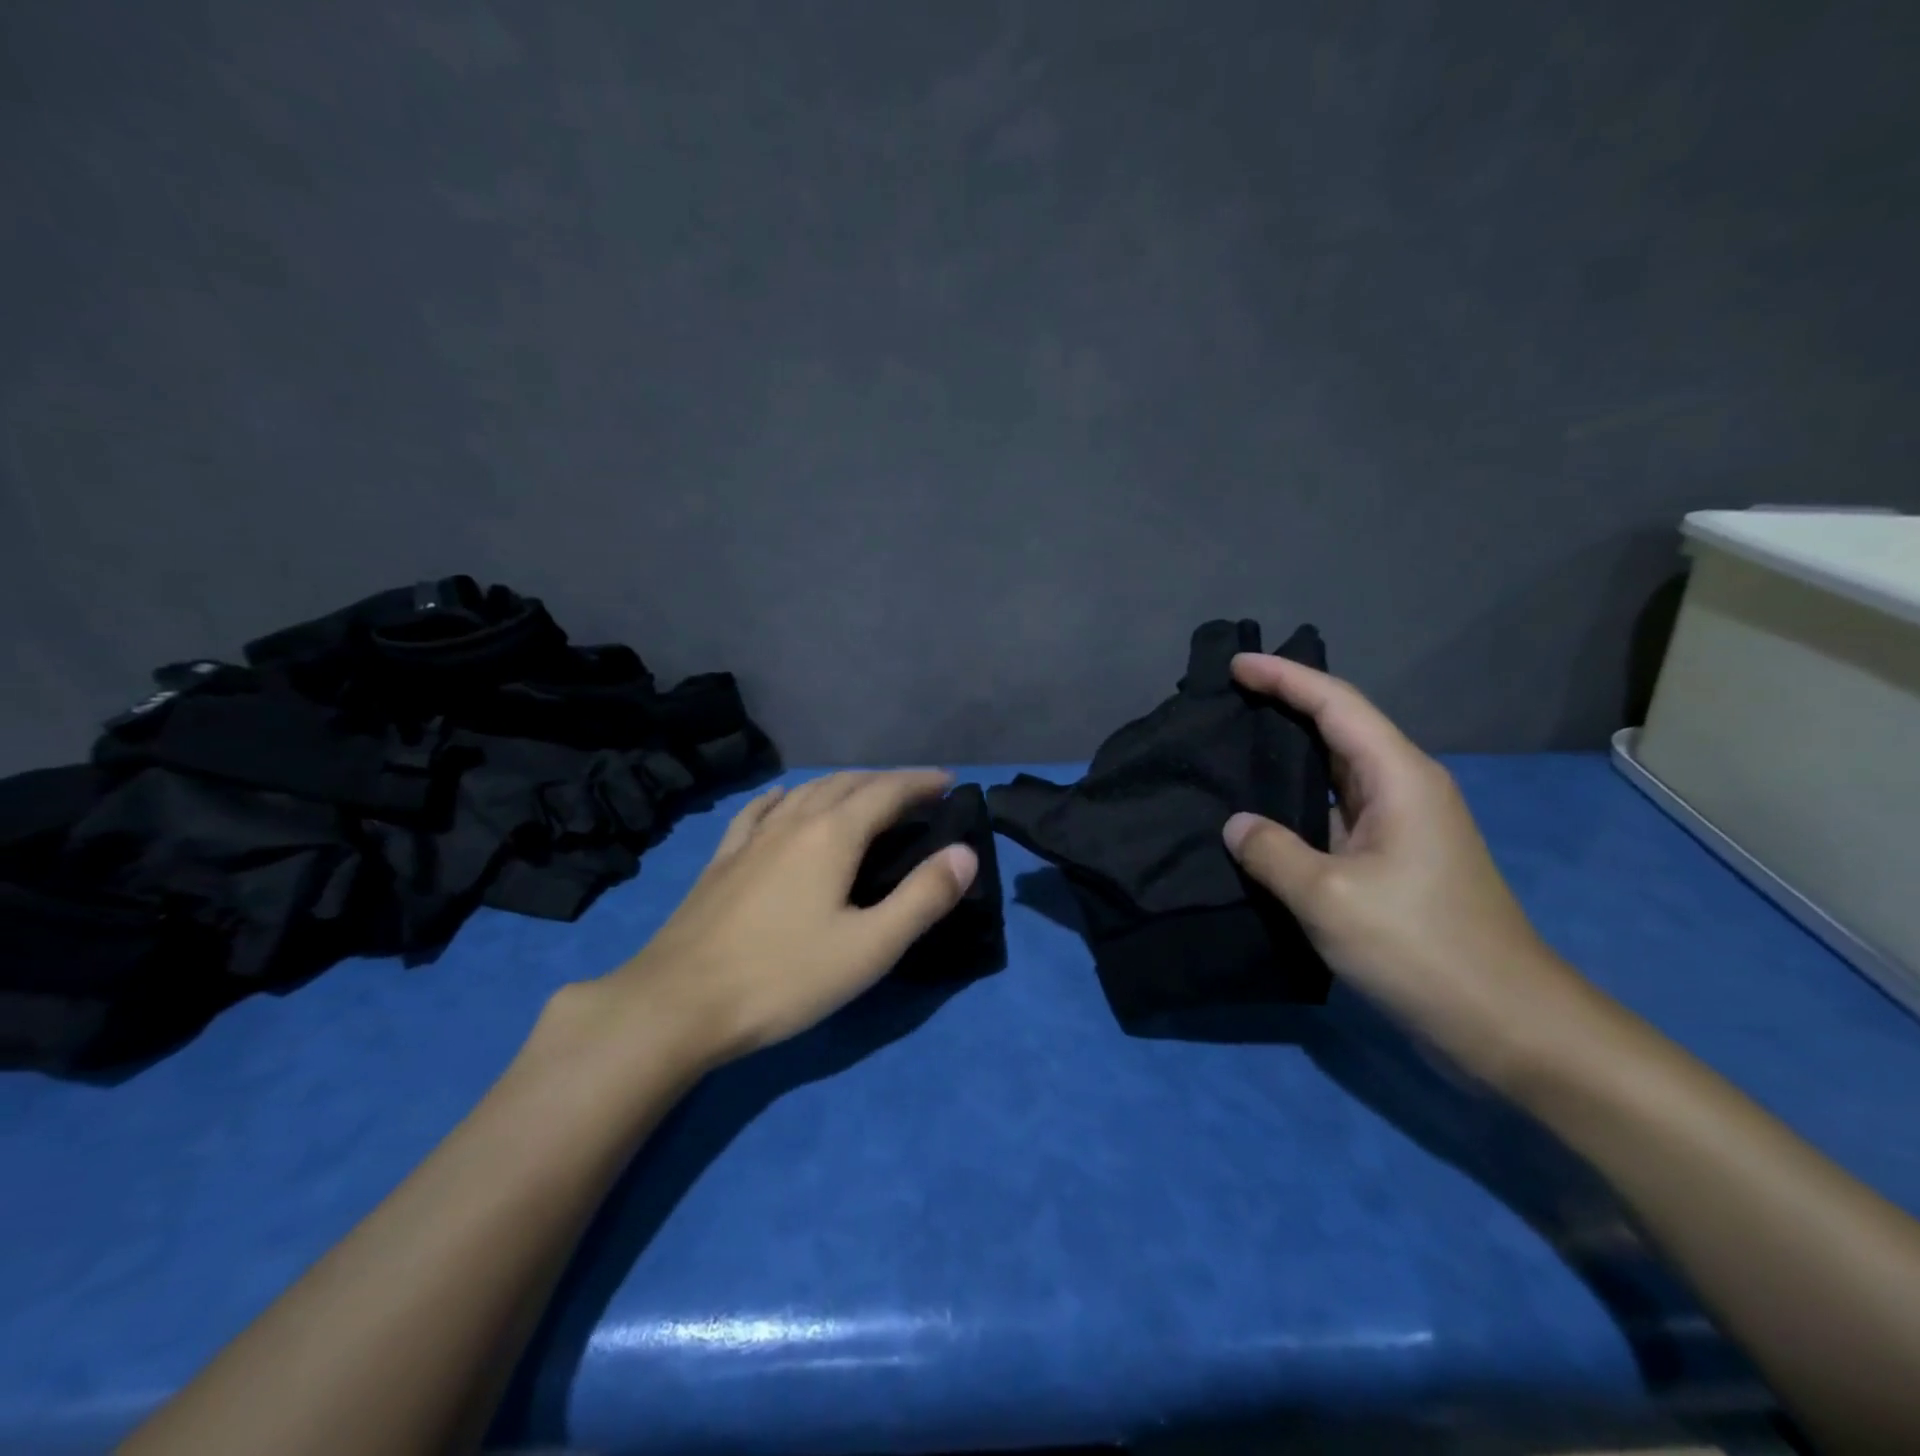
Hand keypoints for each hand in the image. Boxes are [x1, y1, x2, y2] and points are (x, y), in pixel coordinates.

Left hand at [596, 771, 978, 1066]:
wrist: (677, 1003)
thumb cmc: (784, 977)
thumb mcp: (869, 947)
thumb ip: (923, 897)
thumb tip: (965, 853)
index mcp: (832, 835)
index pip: (887, 792)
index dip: (920, 783)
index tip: (948, 781)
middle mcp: (793, 821)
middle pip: (847, 784)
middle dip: (887, 781)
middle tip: (917, 792)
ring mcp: (752, 838)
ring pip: (805, 792)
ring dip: (843, 785)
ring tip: (864, 795)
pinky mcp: (723, 859)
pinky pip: (760, 811)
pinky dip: (785, 797)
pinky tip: (783, 800)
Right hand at [1223, 653, 1596, 1079]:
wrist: (1507, 1024)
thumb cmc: (1421, 948)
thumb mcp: (1329, 897)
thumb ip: (1272, 852)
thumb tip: (1237, 825)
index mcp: (1400, 778)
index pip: (1336, 704)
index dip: (1284, 677)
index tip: (1236, 665)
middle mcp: (1404, 789)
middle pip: (1339, 727)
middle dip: (1284, 706)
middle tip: (1225, 700)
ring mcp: (1402, 826)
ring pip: (1336, 771)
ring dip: (1288, 755)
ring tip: (1231, 747)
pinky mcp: (1394, 860)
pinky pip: (1335, 811)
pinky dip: (1296, 801)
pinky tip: (1261, 814)